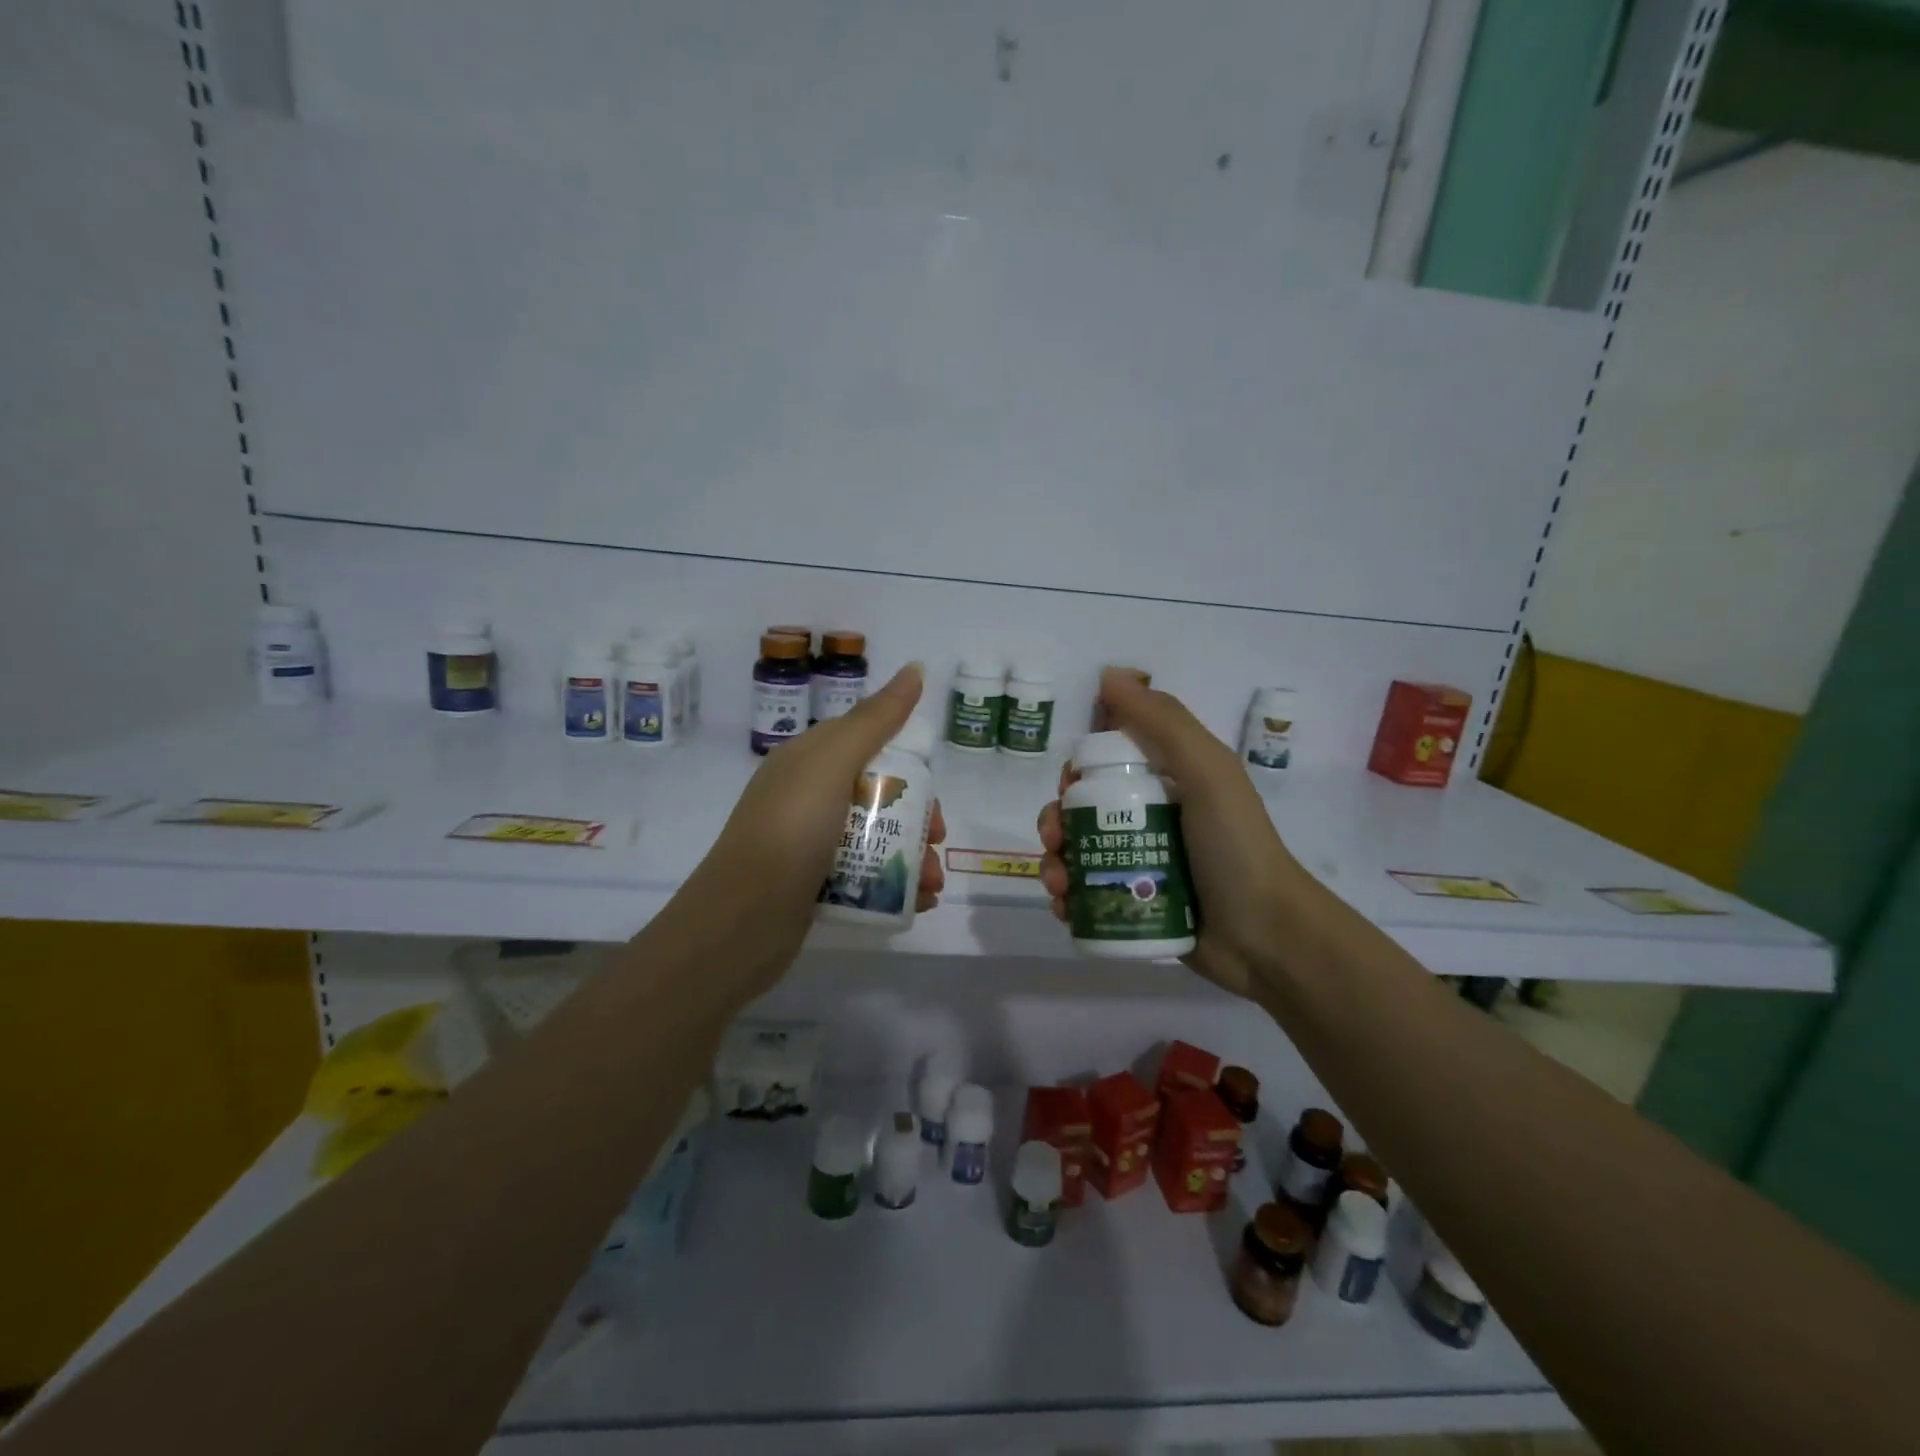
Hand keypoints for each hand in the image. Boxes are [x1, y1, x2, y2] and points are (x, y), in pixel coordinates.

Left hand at [684, 663, 945, 993]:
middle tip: (936, 841)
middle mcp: (808, 797)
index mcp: (809, 761)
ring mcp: (809, 843)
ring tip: (932, 885)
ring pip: (875, 839)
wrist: (742, 921)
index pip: (870, 748)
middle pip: (878, 797)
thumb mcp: (832, 763)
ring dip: (913, 857)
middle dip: (917, 819)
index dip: (907, 768)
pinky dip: (895, 886)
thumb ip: (877, 719)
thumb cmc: (791, 830)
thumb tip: (916, 668)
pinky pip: (863, 875)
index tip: (932, 795)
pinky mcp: (813, 884)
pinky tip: (917, 902)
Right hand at [1036, 668, 1304, 998]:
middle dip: (1057, 820)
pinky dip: (1066, 898)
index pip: (1106, 763)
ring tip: (1058, 883)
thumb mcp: (1207, 771)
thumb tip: (1109, 675)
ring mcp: (1140, 863)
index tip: (1069, 785)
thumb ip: (1162, 722)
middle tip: (1056, 838)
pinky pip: (1086, 894)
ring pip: (1077, 852)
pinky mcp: (1134, 903)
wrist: (1266, 937)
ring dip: (1054, 862)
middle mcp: (1150, 818)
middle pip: (1083, 810)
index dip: (1078, 770)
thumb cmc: (1235, 846)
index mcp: (1167, 781)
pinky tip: (1064, 906)